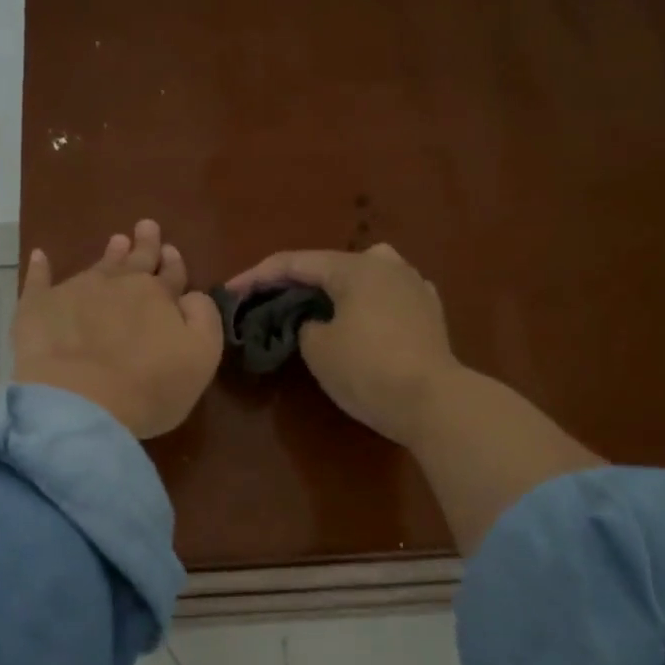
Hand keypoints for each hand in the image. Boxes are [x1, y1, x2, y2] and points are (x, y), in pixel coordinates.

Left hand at [14, 219, 223, 438]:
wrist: (81, 401)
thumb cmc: (150, 386)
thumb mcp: (201, 356)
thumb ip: (203, 319)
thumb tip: (192, 295)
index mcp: (158, 295)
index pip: (170, 274)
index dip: (172, 263)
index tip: (171, 250)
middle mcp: (118, 284)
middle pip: (136, 260)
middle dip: (144, 244)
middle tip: (146, 226)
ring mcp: (76, 291)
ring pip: (98, 266)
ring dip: (109, 254)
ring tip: (116, 241)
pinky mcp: (39, 307)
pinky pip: (39, 280)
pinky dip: (40, 268)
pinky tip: (39, 256)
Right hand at [227, 244, 458, 445]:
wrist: (433, 401)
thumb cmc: (368, 369)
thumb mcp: (318, 348)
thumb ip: (306, 324)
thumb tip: (318, 321)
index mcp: (355, 267)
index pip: (294, 263)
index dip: (257, 276)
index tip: (230, 291)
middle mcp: (386, 265)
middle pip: (330, 265)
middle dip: (298, 281)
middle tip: (271, 301)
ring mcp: (413, 285)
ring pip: (363, 275)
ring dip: (335, 288)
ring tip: (316, 306)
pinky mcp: (429, 311)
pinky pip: (386, 296)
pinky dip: (364, 302)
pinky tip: (359, 317)